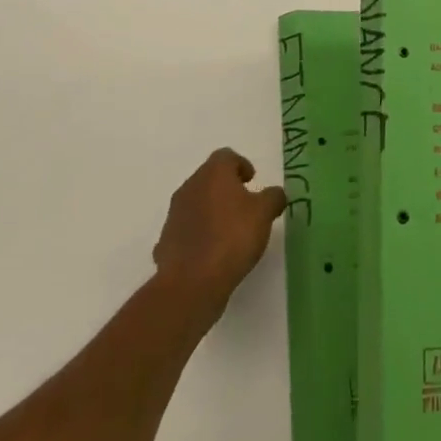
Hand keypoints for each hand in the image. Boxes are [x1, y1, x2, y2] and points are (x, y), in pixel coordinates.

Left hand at [152, 149, 286, 313]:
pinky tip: (212, 253)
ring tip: (230, 232)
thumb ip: (273, 197)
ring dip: (212, 211)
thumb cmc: (231, 238)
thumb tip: (274, 194)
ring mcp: (174, 214)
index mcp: (213, 173)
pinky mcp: (166, 241)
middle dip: (227, 188)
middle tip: (245, 206)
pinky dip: (199, 234)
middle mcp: (190, 186)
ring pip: (197, 203)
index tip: (252, 181)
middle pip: (210, 178)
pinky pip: (187, 230)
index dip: (241, 165)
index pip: (226, 156)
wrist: (189, 283)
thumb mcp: (264, 214)